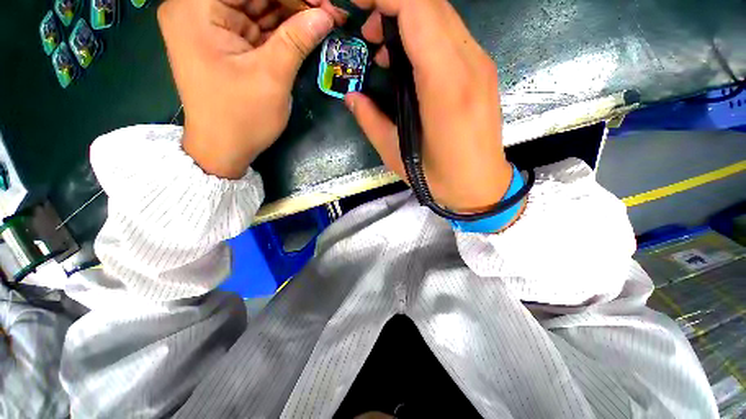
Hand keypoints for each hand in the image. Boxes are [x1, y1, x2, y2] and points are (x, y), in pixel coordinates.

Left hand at [158, 0, 333, 178]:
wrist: (223, 149)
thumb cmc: (242, 118)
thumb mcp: (271, 77)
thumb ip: (297, 40)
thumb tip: (326, 14)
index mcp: (196, 7)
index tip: (324, 3)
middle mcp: (196, 7)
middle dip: (293, 2)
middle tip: (327, 12)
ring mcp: (208, 23)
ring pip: (256, 5)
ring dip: (290, 13)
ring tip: (322, 20)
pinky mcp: (222, 39)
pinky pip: (255, 23)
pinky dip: (280, 27)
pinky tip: (305, 30)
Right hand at [345, 0, 511, 212]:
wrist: (481, 187)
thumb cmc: (440, 178)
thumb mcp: (397, 155)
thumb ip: (371, 121)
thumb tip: (352, 96)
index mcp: (446, 85)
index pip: (417, 9)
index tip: (357, 5)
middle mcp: (469, 64)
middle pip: (430, 4)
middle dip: (392, 5)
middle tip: (367, 34)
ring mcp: (480, 65)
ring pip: (441, 16)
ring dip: (407, 19)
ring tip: (382, 50)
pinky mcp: (482, 72)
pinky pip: (450, 36)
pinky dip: (423, 35)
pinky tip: (407, 62)